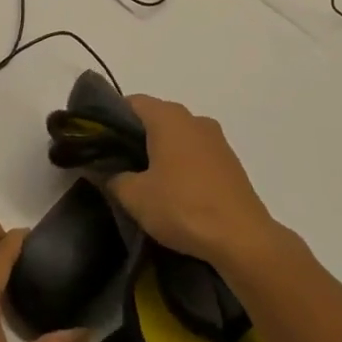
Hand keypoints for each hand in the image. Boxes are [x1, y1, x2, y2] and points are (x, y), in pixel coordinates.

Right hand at [108, 96, 279, 267]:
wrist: (242, 239)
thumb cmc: (182, 207)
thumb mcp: (135, 196)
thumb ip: (111, 177)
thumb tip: (99, 169)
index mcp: (168, 117)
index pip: (132, 102)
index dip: (111, 118)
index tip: (98, 142)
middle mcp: (194, 118)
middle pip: (156, 118)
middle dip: (135, 137)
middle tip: (116, 164)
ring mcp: (216, 140)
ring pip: (178, 136)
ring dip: (160, 152)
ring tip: (144, 181)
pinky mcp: (230, 162)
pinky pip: (196, 154)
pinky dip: (182, 165)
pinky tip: (174, 192)